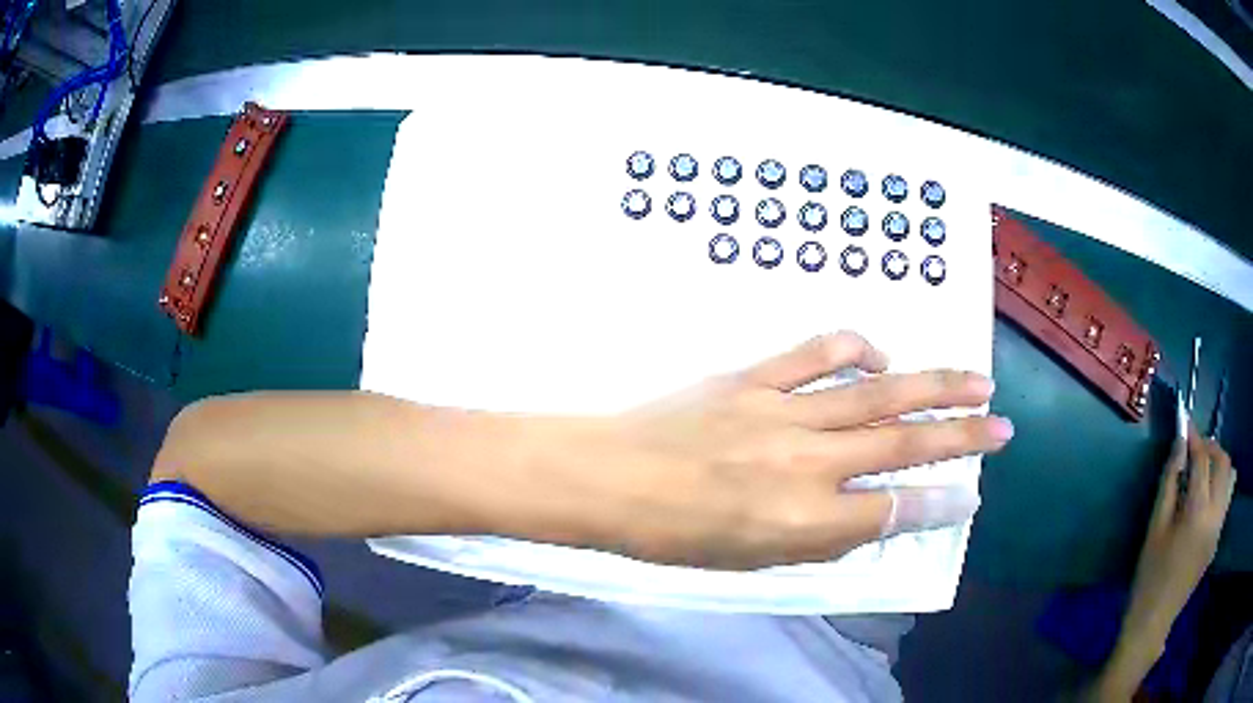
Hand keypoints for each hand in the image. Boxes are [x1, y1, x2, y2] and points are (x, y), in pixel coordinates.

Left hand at [534, 332, 1012, 568]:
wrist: (607, 477)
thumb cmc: (672, 535)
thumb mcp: (750, 561)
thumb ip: (820, 540)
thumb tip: (875, 515)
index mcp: (801, 518)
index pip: (893, 510)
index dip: (938, 505)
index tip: (971, 497)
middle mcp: (805, 462)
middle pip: (903, 444)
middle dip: (961, 438)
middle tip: (1004, 429)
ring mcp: (782, 411)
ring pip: (877, 393)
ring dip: (933, 387)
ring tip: (976, 382)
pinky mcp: (754, 377)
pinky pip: (818, 353)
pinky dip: (857, 348)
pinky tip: (882, 354)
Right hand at [1087, 426, 1236, 701]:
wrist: (1153, 620)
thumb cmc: (1149, 575)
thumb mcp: (1154, 528)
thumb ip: (1169, 482)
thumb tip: (1179, 446)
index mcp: (1198, 511)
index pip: (1202, 459)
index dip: (1193, 437)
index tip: (1184, 424)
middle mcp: (1215, 513)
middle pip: (1223, 462)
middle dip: (1210, 447)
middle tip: (1194, 448)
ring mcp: (1219, 527)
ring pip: (1230, 477)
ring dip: (1219, 464)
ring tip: (1203, 470)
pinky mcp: (1218, 537)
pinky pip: (1227, 497)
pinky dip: (1220, 484)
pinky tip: (1205, 497)